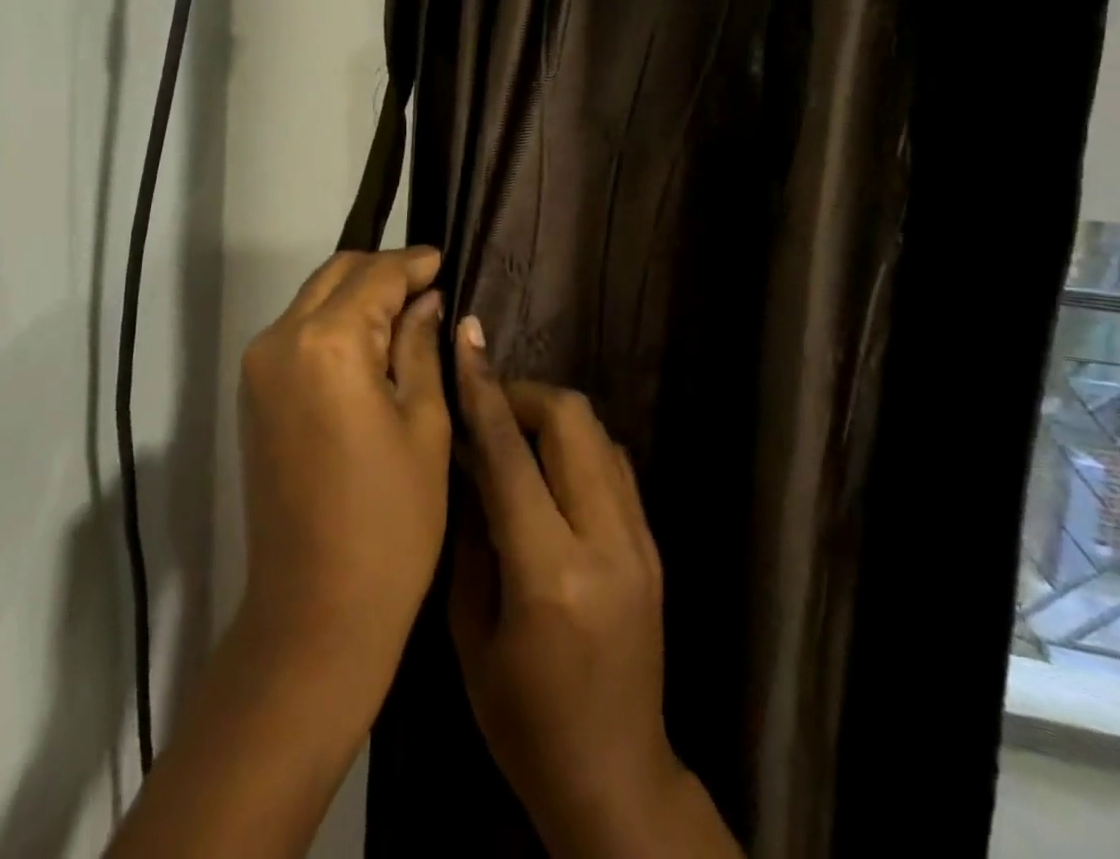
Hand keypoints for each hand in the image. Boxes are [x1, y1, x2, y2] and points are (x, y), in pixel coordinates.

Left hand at [234, 246, 451, 711]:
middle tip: (429, 287)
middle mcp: (281, 338)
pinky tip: (371, 344)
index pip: (376, 275)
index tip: (444, 259)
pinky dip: (334, 323)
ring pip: (314, 299)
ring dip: (357, 296)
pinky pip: (298, 332)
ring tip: (406, 315)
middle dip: (383, 272)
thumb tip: (426, 300)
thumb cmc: (390, 521)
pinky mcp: (253, 392)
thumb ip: (421, 347)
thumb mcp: (424, 425)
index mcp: (329, 342)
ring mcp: (259, 366)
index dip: (414, 263)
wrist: (315, 610)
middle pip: (336, 274)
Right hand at [450, 318, 735, 858]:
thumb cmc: (523, 720)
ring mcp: (640, 541)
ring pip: (599, 433)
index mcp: (550, 571)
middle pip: (572, 420)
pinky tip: (547, 469)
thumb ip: (469, 533)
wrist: (616, 779)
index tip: (467, 339)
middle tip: (486, 408)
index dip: (483, 389)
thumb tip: (466, 459)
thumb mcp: (470, 631)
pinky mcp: (653, 546)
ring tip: (512, 436)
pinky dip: (576, 446)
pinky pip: (614, 464)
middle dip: (524, 394)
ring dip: (551, 416)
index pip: (510, 453)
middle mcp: (606, 542)